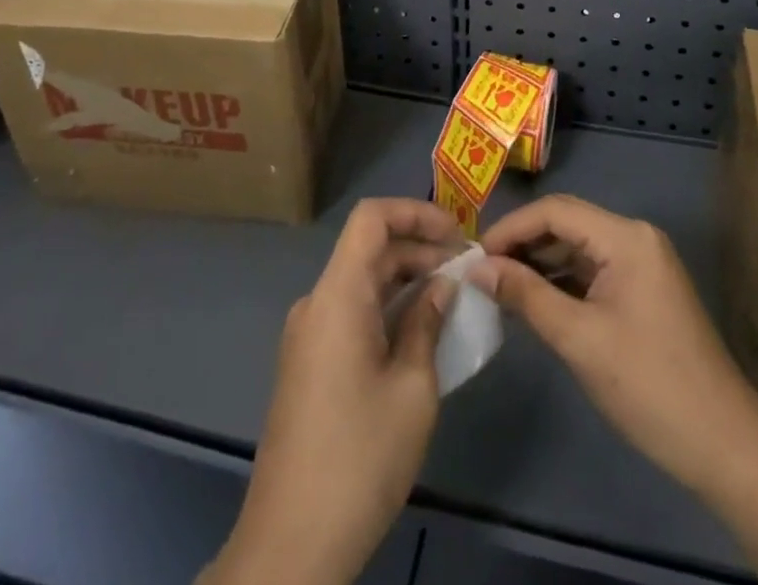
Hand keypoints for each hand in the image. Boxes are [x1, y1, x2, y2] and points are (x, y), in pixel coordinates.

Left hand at [204, 198, 462, 584]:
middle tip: (466, 272)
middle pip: (369, 250)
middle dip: (420, 249)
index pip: (371, 218)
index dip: (416, 212)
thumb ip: (427, 323)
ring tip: (452, 299)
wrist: (290, 545)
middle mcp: (317, 303)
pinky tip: (420, 334)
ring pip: (361, 282)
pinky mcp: (309, 364)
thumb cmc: (359, 458)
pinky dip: (387, 308)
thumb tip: (442, 286)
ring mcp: (308, 335)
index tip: (457, 235)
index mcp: (338, 296)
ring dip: (406, 280)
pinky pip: (351, 313)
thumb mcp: (413, 388)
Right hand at [473, 194, 757, 497]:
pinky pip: (594, 271)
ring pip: (579, 248)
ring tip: (498, 285)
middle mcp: (635, 237)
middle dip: (523, 243)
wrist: (724, 445)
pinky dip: (562, 281)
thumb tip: (477, 267)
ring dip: (540, 262)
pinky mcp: (643, 290)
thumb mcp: (579, 339)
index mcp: (626, 237)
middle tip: (481, 270)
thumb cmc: (649, 385)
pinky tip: (534, 300)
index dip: (512, 227)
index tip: (474, 255)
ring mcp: (642, 263)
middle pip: (567, 224)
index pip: (556, 211)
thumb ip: (527, 295)